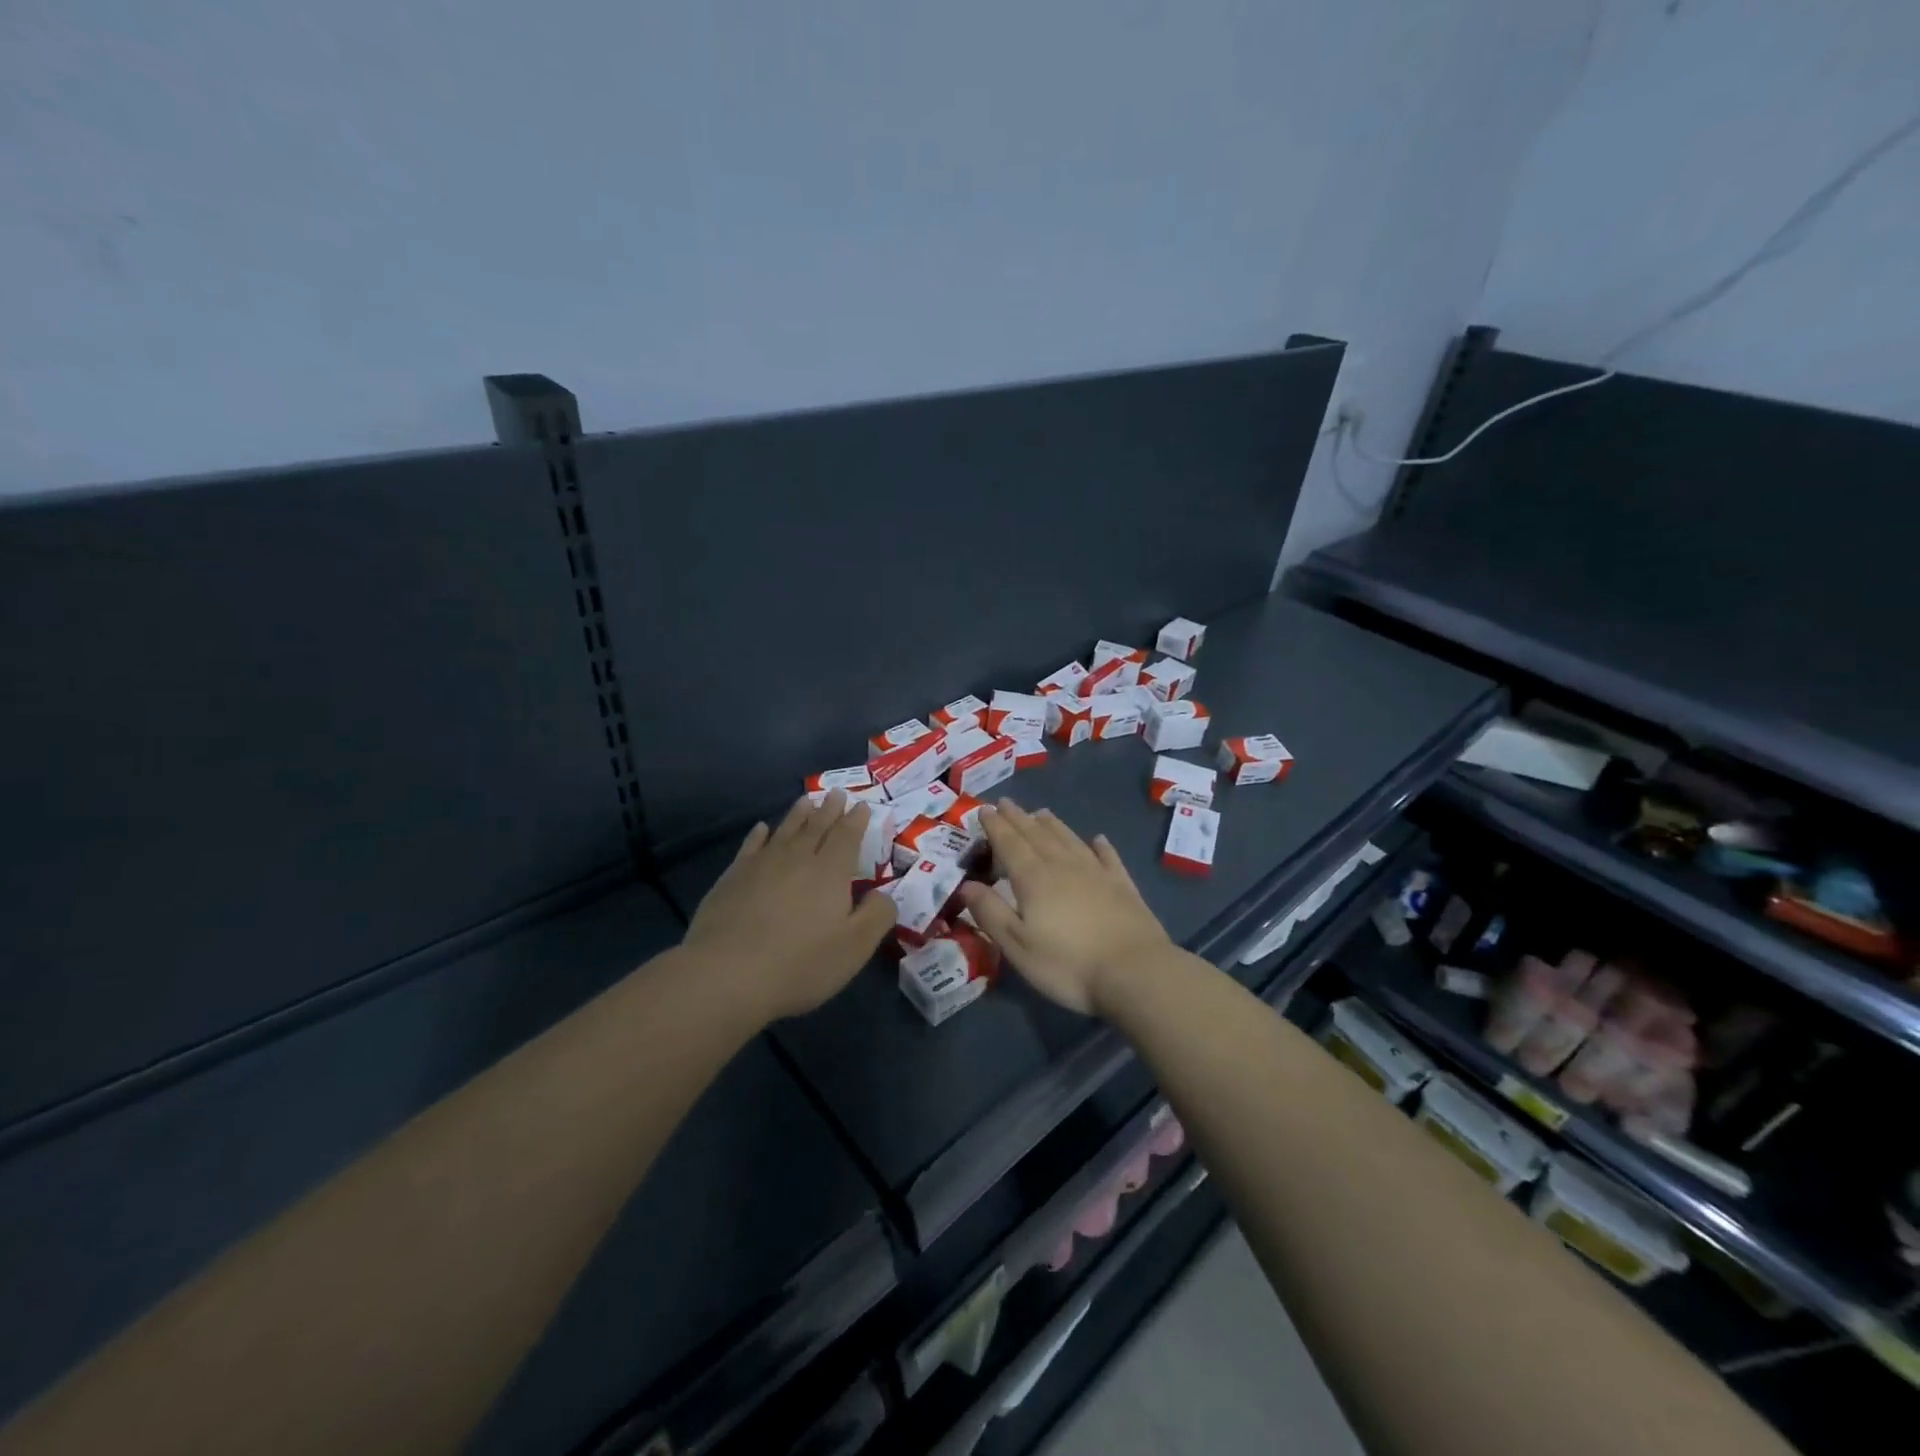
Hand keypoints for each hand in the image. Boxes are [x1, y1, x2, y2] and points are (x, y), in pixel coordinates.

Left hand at [683, 792, 897, 1022]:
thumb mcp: (855, 947)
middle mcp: (797, 858)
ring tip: (807, 800)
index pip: (847, 836)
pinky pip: (751, 846)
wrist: (727, 974)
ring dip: (798, 814)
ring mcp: (761, 865)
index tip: (861, 805)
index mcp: (830, 871)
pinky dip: (759, 834)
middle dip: (830, 809)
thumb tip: (884, 894)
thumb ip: (877, 915)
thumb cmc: (800, 963)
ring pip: (785, 830)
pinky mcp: (732, 878)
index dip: (856, 820)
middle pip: (817, 826)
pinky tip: (762, 828)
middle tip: (837, 793)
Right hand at [958, 800, 1175, 1014]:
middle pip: (1037, 835)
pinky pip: (1108, 857)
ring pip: (1069, 839)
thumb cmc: (1068, 964)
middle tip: (1006, 802)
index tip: (984, 809)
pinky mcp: (1123, 885)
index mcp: (1034, 878)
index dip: (995, 826)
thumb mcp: (1017, 945)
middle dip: (1019, 818)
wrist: (1135, 972)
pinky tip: (1097, 839)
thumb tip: (967, 884)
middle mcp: (1063, 866)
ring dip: (1053, 825)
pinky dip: (1100, 846)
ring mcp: (1097, 873)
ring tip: (1041, 813)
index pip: (1009, 844)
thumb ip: (990, 912)